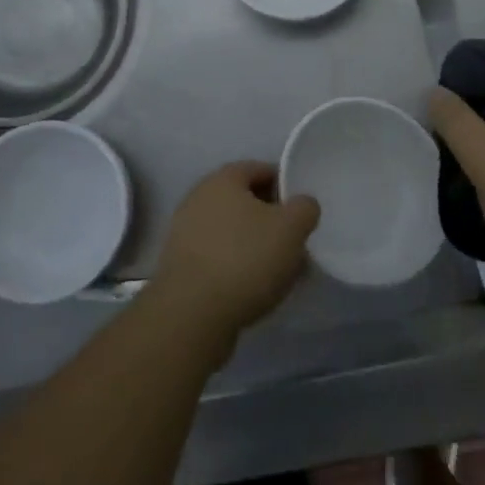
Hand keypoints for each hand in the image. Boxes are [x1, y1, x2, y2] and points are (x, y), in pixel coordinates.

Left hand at [154, 162, 319, 341]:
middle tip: (294, 243)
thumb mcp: (291, 228)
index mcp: (223, 179)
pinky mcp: (179, 266)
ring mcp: (184, 233)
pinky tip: (254, 290)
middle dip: (271, 220)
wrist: (191, 314)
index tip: (302, 211)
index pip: (260, 170)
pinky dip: (237, 268)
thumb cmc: (245, 258)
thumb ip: (304, 208)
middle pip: (245, 202)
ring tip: (280, 273)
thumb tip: (301, 206)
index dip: (285, 186)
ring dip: (255, 247)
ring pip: (232, 232)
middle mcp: (198, 198)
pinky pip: (218, 258)